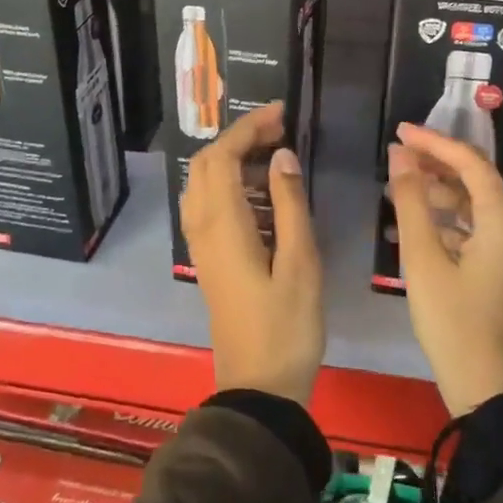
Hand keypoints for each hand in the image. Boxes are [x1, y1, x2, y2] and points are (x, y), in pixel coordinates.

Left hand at [181, 102, 323, 403]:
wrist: (258, 388)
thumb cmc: (287, 327)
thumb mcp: (301, 263)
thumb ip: (289, 205)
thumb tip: (280, 157)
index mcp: (224, 226)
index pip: (223, 157)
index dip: (249, 128)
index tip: (281, 114)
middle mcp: (203, 229)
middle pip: (206, 165)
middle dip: (239, 139)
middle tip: (279, 131)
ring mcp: (202, 246)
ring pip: (202, 185)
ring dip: (231, 160)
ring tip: (273, 155)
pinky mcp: (209, 261)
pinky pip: (208, 207)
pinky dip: (229, 186)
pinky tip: (262, 195)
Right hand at [386, 122, 502, 415]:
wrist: (491, 388)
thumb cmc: (453, 322)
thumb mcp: (423, 259)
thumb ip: (411, 201)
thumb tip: (400, 155)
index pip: (470, 161)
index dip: (433, 142)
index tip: (399, 131)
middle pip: (478, 178)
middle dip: (436, 165)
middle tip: (396, 158)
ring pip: (480, 203)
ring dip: (442, 193)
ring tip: (400, 191)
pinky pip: (484, 227)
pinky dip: (453, 220)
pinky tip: (420, 226)